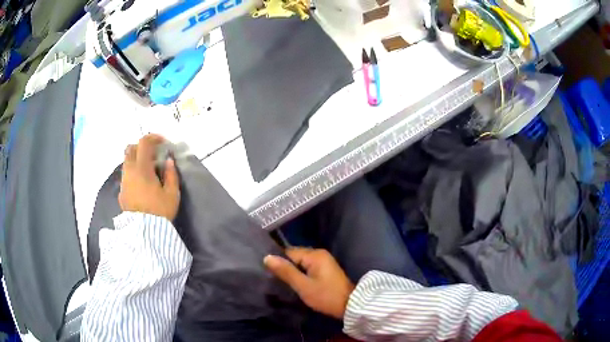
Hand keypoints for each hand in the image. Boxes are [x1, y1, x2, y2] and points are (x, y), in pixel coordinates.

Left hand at [119, 134, 179, 220]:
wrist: (145, 233)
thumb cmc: (160, 212)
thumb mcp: (172, 194)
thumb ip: (171, 174)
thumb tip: (169, 161)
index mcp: (142, 168)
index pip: (144, 143)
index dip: (153, 137)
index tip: (163, 142)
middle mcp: (129, 171)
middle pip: (130, 148)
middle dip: (142, 147)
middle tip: (153, 154)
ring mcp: (123, 182)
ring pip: (126, 162)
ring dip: (136, 160)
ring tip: (148, 170)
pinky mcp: (121, 192)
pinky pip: (126, 175)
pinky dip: (133, 172)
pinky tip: (142, 184)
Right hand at [264, 248, 353, 318]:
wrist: (350, 305)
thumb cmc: (326, 296)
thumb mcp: (303, 286)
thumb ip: (286, 271)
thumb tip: (267, 257)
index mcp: (314, 255)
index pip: (289, 252)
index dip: (279, 262)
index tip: (269, 274)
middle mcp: (320, 254)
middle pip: (295, 256)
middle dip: (286, 267)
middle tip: (276, 281)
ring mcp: (324, 261)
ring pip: (301, 263)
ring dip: (294, 272)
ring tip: (283, 283)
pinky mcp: (326, 270)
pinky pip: (308, 268)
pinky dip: (302, 274)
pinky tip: (296, 284)